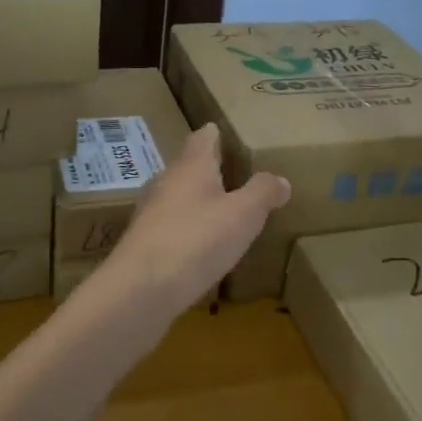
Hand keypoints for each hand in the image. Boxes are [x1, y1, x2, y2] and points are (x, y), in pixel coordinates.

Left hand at [86, 123, 289, 318]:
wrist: (141, 288)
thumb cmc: (197, 240)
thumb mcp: (243, 214)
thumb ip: (263, 193)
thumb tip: (280, 179)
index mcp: (190, 166)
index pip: (202, 138)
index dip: (215, 134)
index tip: (223, 132)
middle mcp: (165, 183)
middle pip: (187, 167)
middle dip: (207, 169)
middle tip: (231, 174)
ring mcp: (149, 213)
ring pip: (176, 197)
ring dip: (196, 201)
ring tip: (220, 210)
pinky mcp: (143, 244)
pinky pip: (170, 227)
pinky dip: (187, 229)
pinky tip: (199, 246)